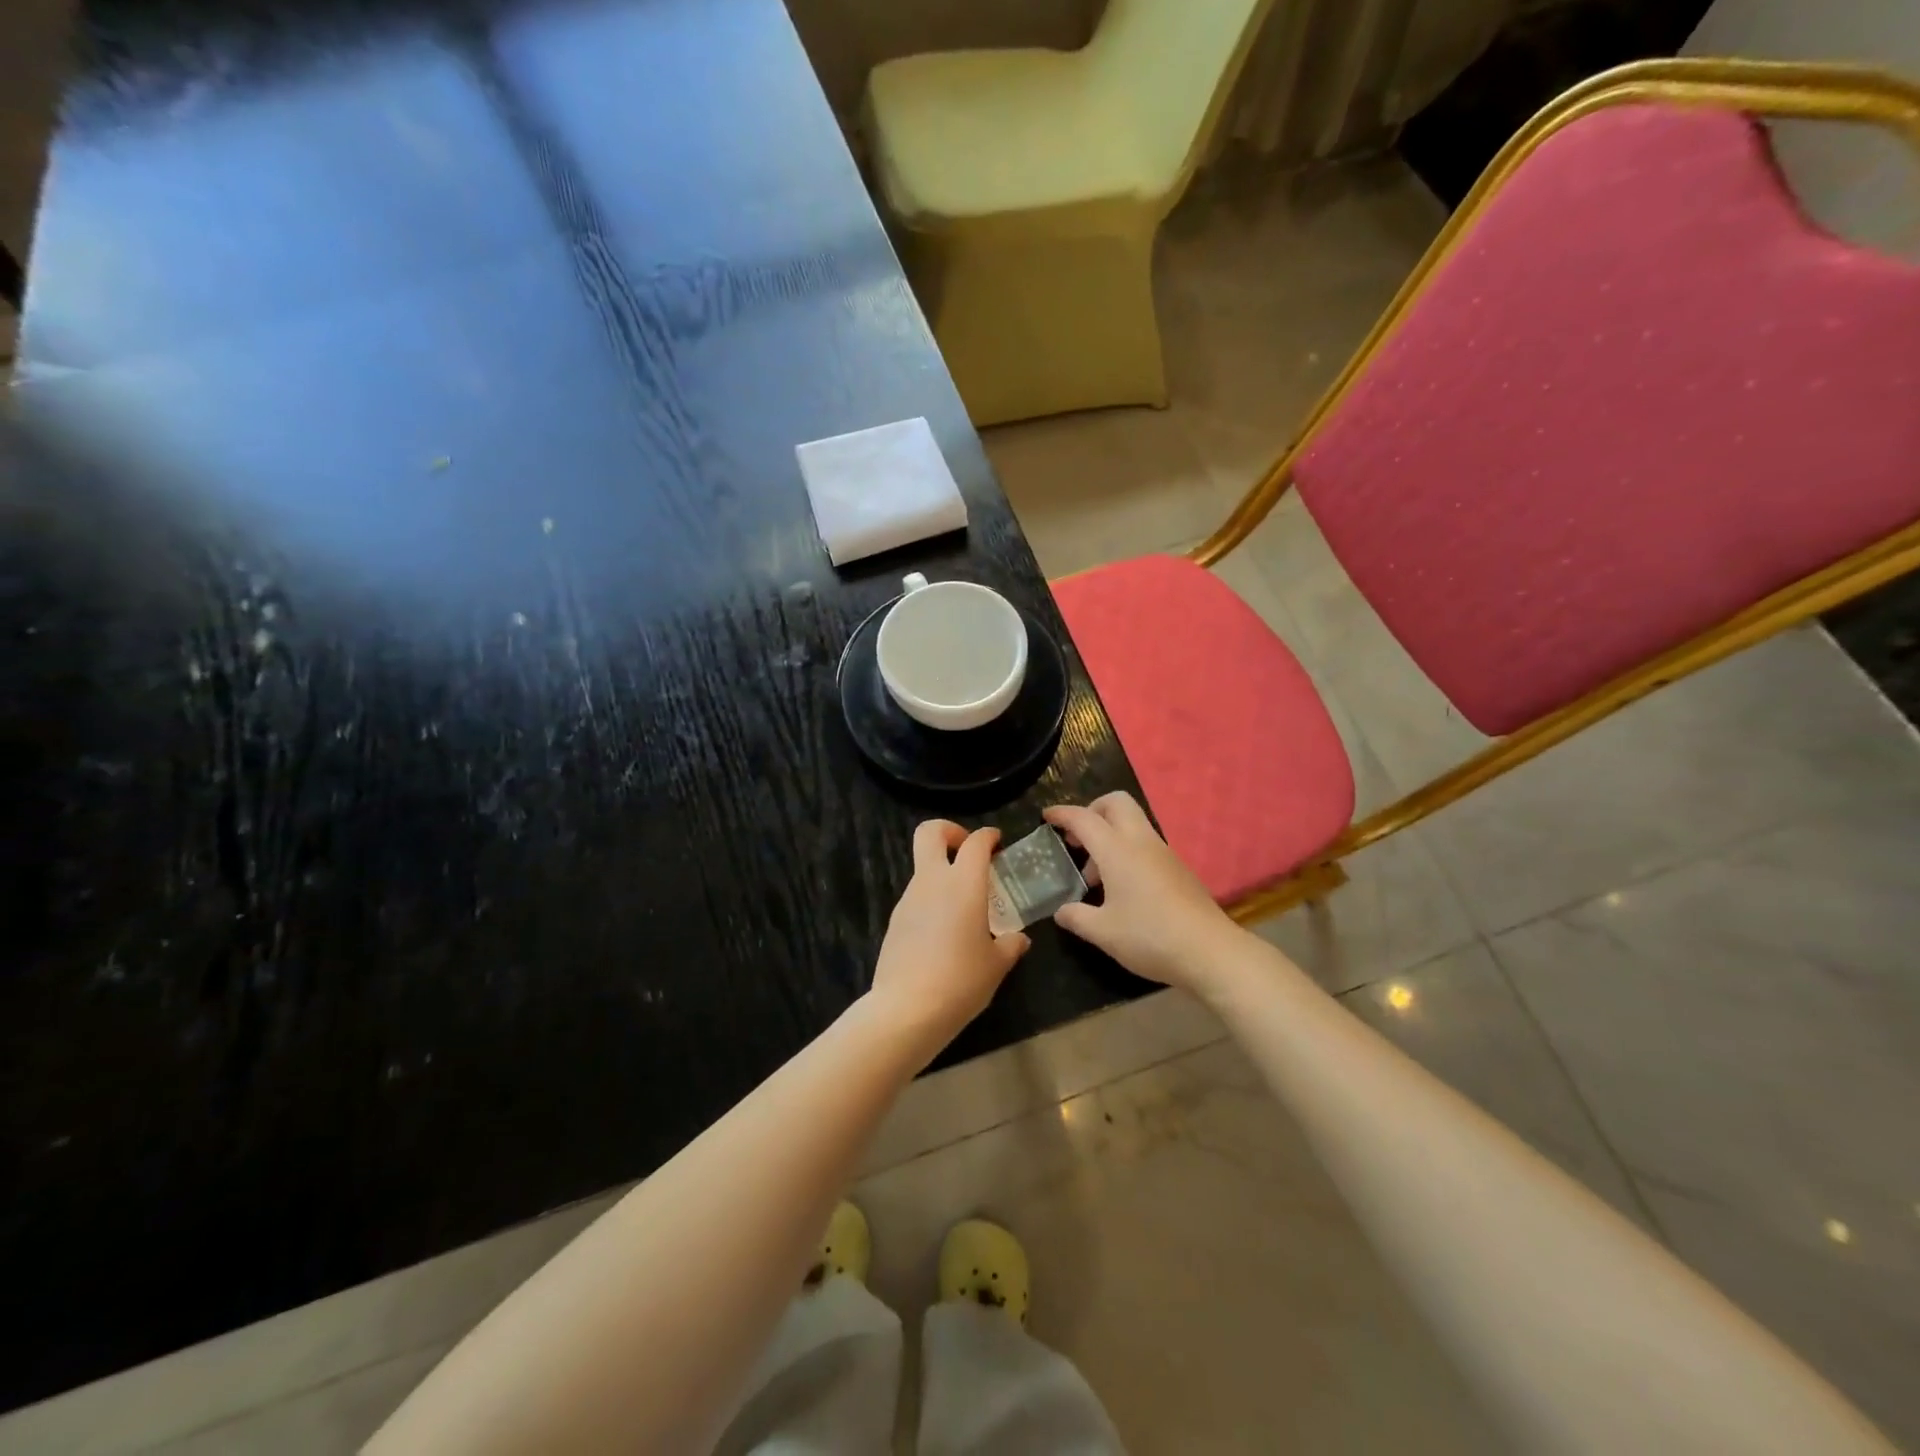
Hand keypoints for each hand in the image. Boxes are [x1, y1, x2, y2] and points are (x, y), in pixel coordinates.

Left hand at [869, 821, 1030, 1059]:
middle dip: (949, 831)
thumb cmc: (961, 980)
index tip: (997, 842)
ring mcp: (908, 899)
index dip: (988, 836)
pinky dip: (932, 899)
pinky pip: (916, 896)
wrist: (906, 1009)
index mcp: (963, 884)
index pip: (975, 842)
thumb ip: (1010, 945)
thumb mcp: (997, 965)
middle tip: (967, 850)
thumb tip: (1019, 940)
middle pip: (930, 833)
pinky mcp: (895, 920)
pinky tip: (945, 931)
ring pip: (923, 867)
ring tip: (964, 905)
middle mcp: (932, 882)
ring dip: (942, 872)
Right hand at [1044, 793, 1243, 992]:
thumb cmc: (1150, 937)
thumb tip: (1062, 911)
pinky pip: (1145, 844)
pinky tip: (1121, 889)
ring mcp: (1164, 853)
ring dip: (1109, 835)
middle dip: (1092, 811)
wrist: (1210, 951)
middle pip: (1116, 803)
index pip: (1084, 819)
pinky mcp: (1178, 868)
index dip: (1062, 814)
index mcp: (1117, 851)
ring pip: (1132, 823)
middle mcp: (1141, 842)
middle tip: (1076, 839)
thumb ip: (1076, 917)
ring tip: (1095, 877)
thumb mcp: (1103, 933)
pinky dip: (1126, 851)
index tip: (1047, 816)